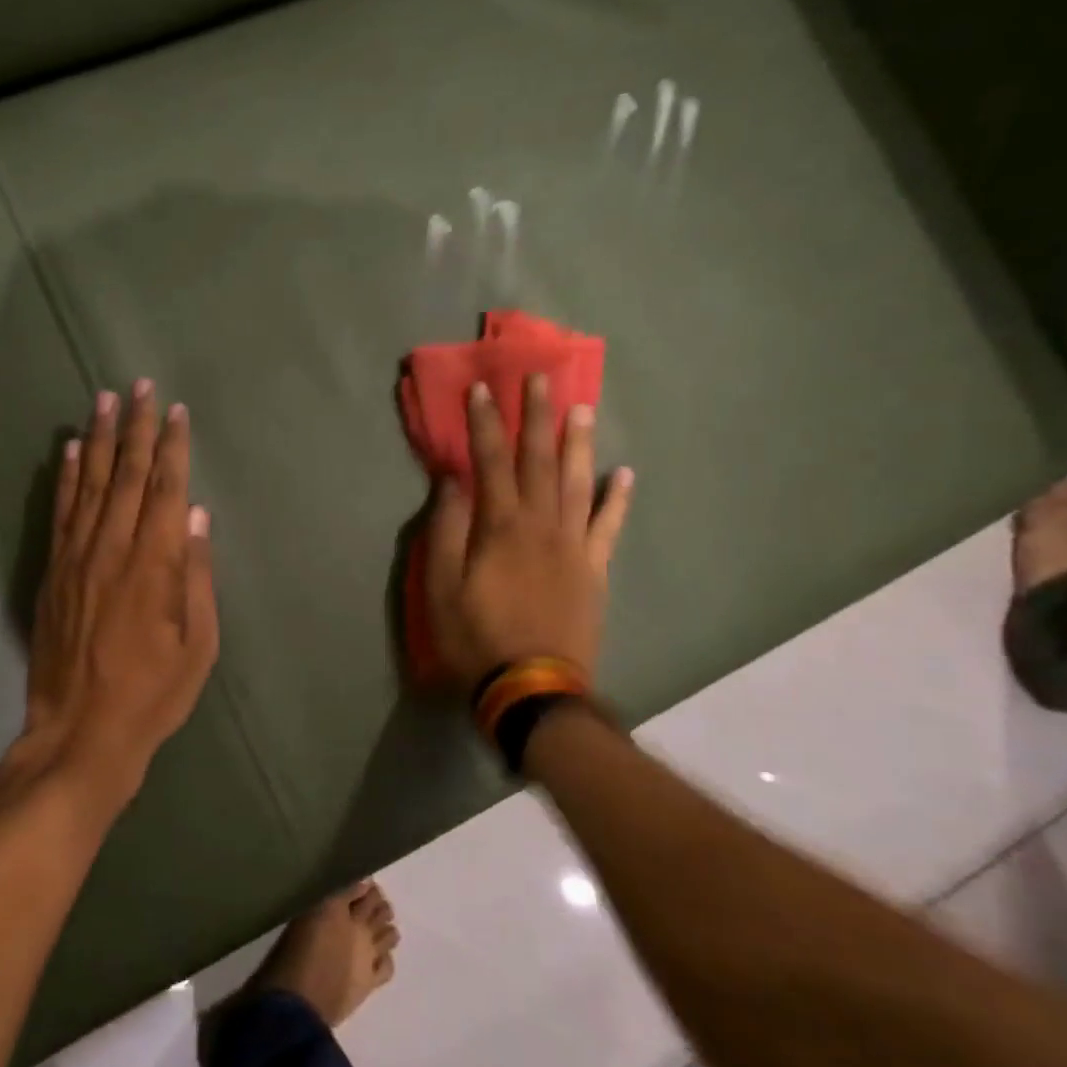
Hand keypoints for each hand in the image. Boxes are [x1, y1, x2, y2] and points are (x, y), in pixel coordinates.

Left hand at [22, 380, 218, 793]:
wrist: (81, 731)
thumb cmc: (153, 693)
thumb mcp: (199, 644)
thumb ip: (197, 576)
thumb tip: (197, 518)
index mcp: (155, 564)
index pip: (166, 489)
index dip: (173, 446)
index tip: (176, 411)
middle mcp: (113, 548)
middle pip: (128, 474)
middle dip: (136, 426)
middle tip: (140, 385)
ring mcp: (77, 557)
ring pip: (91, 483)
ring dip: (100, 438)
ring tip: (103, 398)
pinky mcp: (53, 571)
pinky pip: (61, 512)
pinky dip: (67, 477)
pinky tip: (71, 450)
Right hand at [424, 376, 632, 686]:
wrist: (533, 688)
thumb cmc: (475, 637)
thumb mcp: (441, 586)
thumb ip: (447, 529)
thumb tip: (452, 480)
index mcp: (501, 526)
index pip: (491, 462)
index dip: (485, 423)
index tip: (483, 388)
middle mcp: (542, 525)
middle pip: (540, 460)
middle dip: (538, 417)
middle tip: (541, 378)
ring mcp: (575, 546)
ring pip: (579, 482)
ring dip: (579, 443)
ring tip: (583, 408)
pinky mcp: (595, 570)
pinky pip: (609, 526)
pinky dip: (617, 498)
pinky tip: (625, 474)